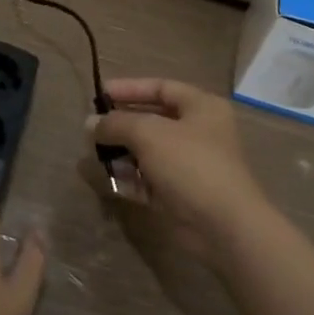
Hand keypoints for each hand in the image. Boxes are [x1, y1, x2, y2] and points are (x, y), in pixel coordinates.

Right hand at [90, 78, 270, 264]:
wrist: (223, 226)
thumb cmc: (190, 164)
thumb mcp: (149, 134)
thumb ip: (117, 124)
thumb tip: (90, 124)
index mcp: (201, 107)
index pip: (160, 88)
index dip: (129, 88)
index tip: (99, 94)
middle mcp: (197, 132)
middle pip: (152, 120)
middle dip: (121, 124)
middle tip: (92, 128)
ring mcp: (189, 165)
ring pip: (148, 151)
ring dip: (122, 152)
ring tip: (94, 154)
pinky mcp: (180, 194)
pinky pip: (149, 179)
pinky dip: (130, 178)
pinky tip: (108, 179)